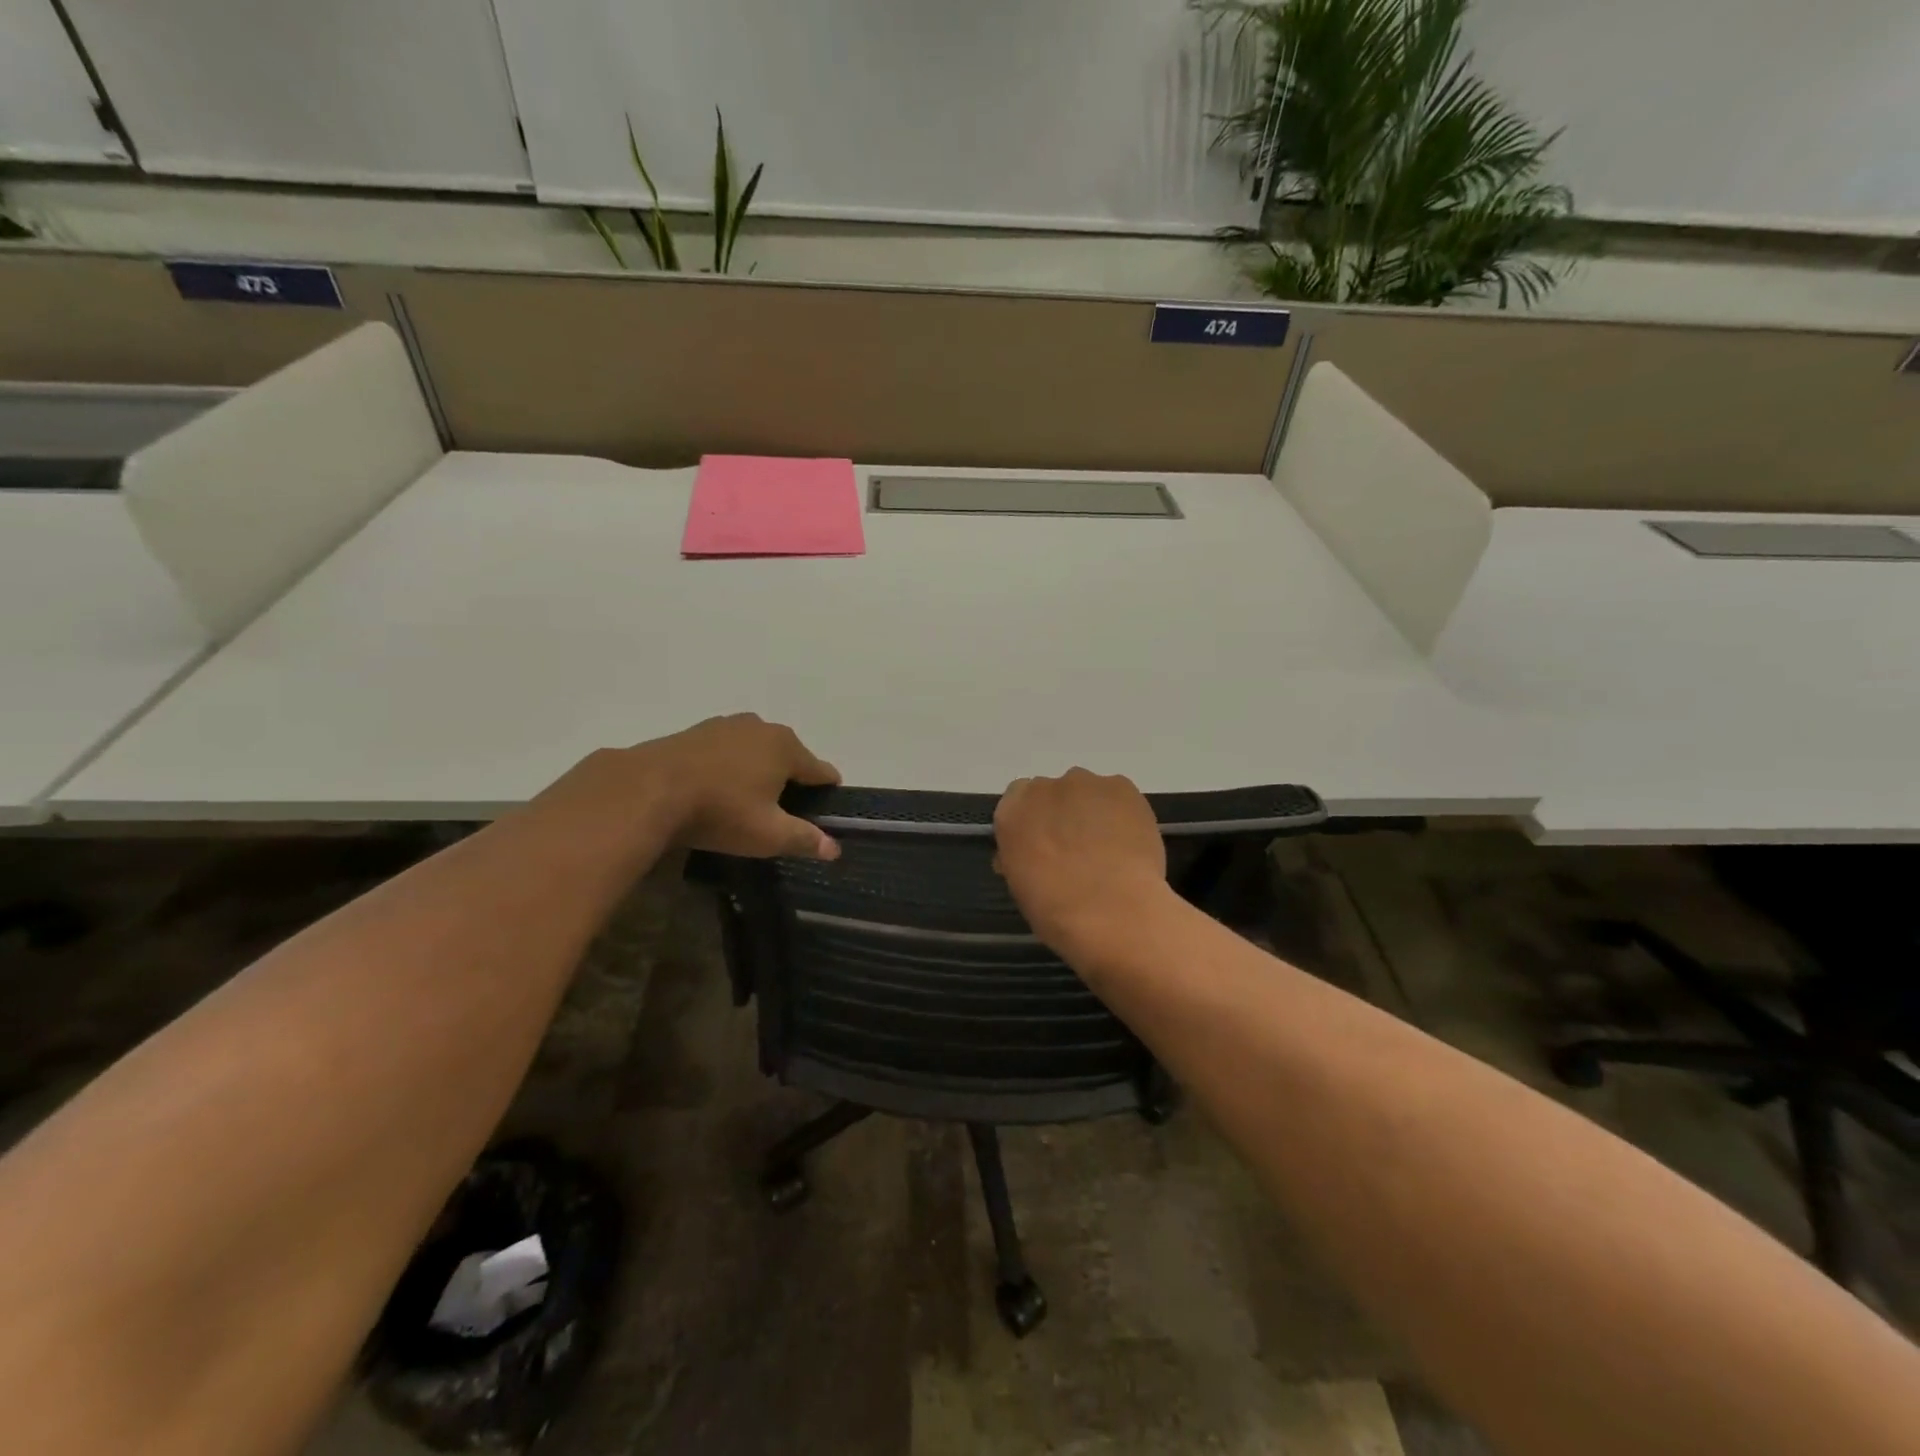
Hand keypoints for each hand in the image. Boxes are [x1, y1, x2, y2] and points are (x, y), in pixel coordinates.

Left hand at [639, 714, 841, 859]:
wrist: (647, 790)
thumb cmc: (720, 811)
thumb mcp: (768, 834)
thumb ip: (804, 839)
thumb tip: (835, 849)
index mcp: (787, 747)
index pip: (821, 770)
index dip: (827, 793)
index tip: (824, 813)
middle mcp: (761, 727)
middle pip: (789, 757)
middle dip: (789, 782)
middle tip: (781, 815)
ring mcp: (726, 725)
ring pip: (755, 750)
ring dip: (757, 772)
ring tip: (746, 803)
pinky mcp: (696, 731)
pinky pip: (726, 750)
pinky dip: (728, 767)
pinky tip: (715, 789)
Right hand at [994, 768, 1166, 949]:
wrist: (1110, 911)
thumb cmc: (1055, 908)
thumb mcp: (1020, 884)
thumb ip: (1021, 855)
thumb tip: (1031, 853)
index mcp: (1011, 812)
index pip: (1018, 800)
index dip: (1035, 820)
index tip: (1045, 842)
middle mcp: (1043, 788)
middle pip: (1054, 792)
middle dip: (1064, 814)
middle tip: (1079, 848)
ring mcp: (1084, 783)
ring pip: (1088, 792)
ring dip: (1093, 812)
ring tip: (1109, 848)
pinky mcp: (1121, 786)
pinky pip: (1118, 796)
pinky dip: (1123, 813)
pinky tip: (1129, 843)